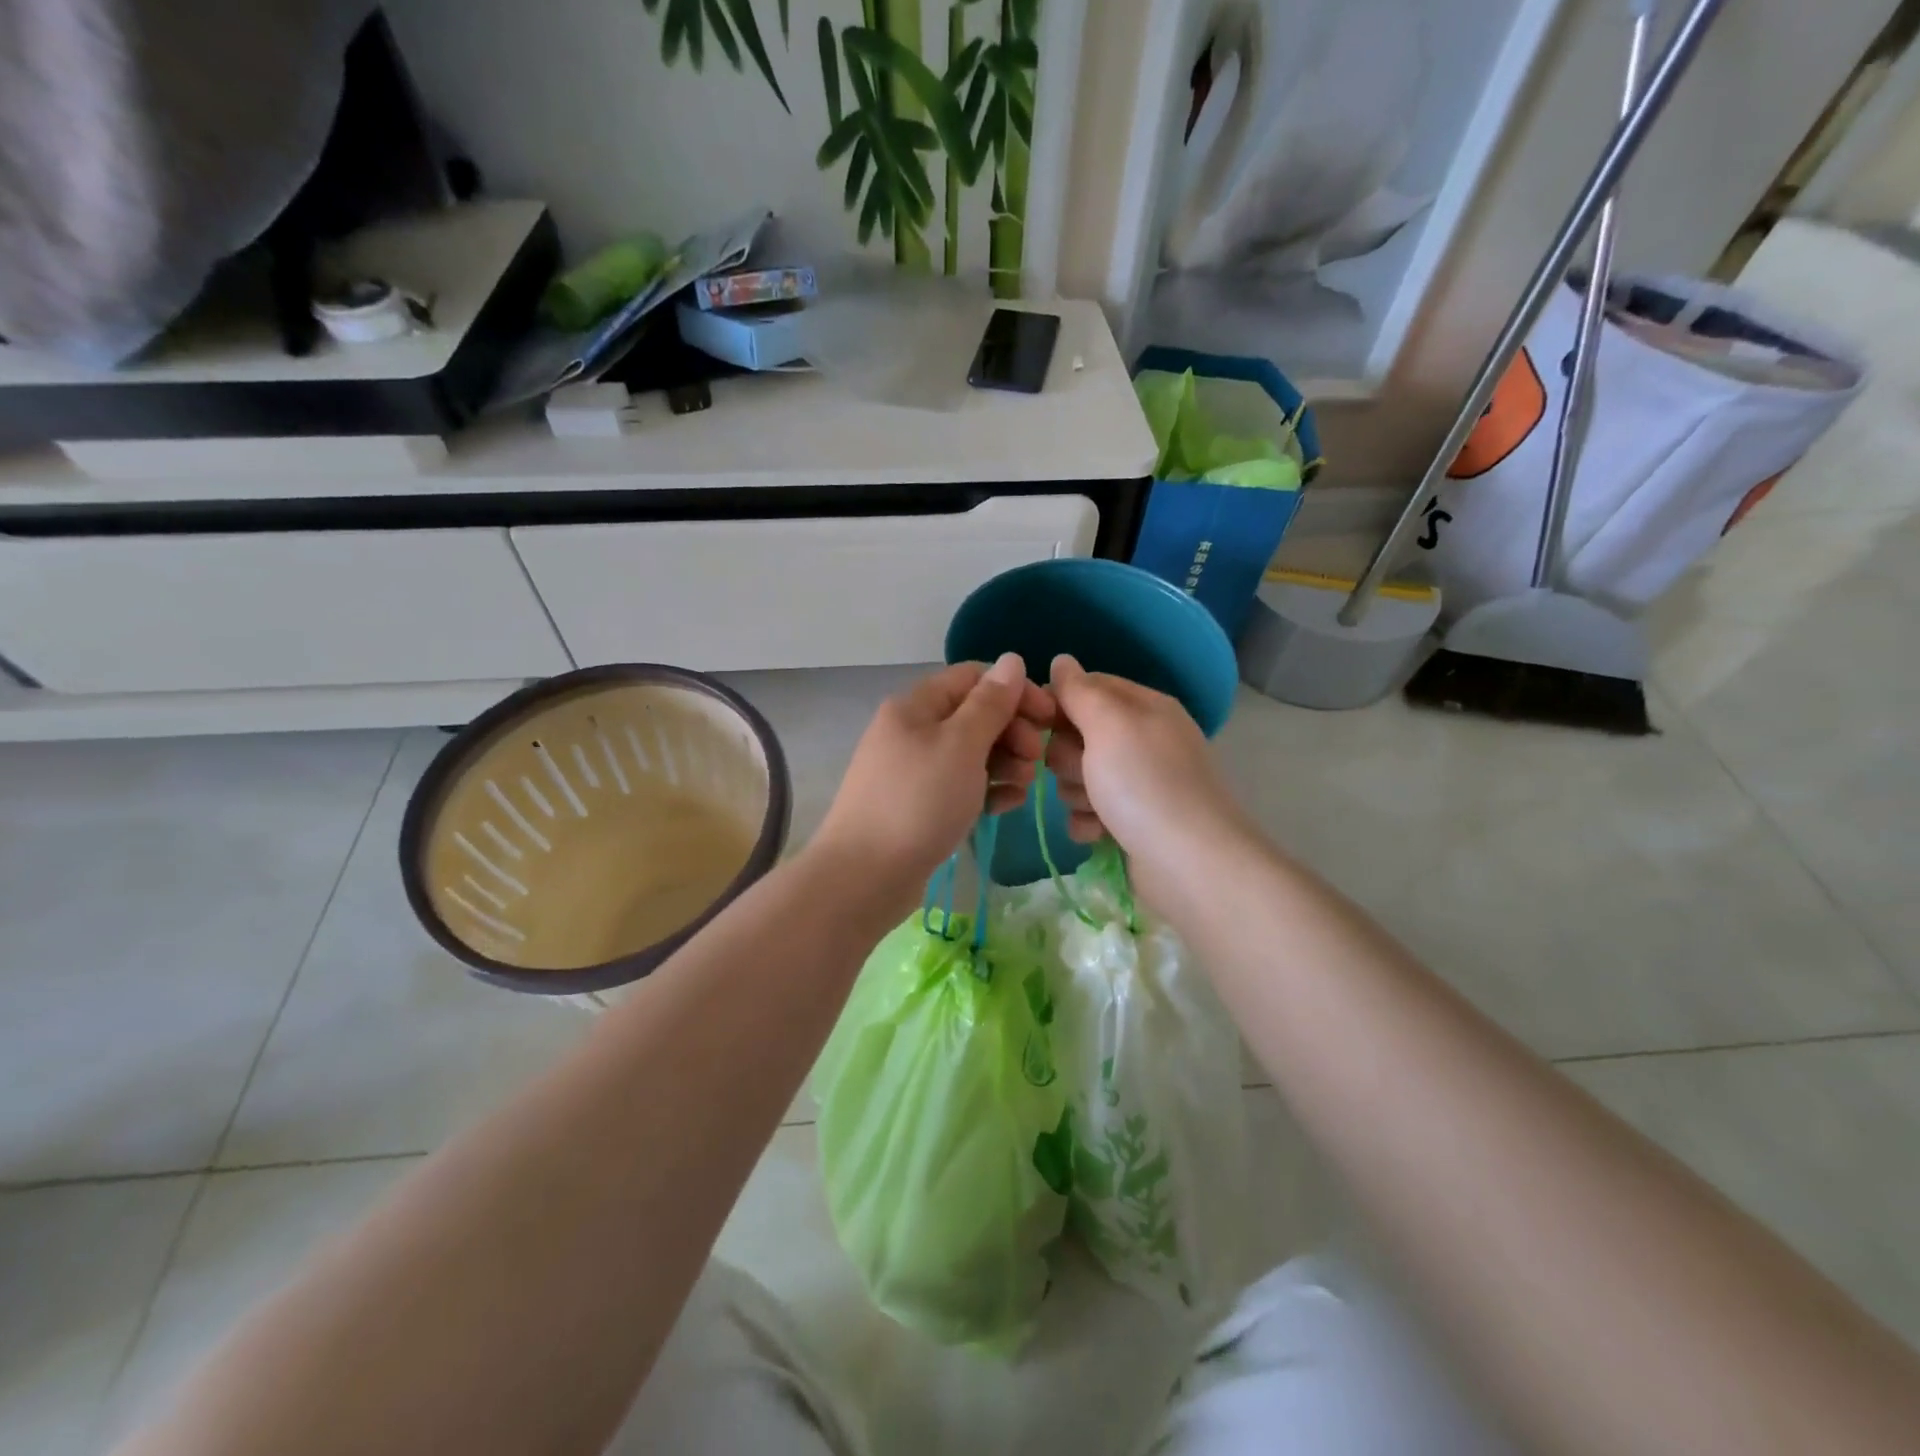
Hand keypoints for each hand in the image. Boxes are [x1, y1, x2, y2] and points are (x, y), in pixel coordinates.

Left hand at [811, 654, 1053, 911]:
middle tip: (1036, 759)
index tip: (1049, 718)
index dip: (1015, 691)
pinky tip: (1006, 806)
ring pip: (971, 752)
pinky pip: (961, 785)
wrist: (865, 876)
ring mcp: (914, 769)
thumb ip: (990, 703)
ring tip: (1022, 787)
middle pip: (974, 715)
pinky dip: (986, 790)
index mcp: (916, 705)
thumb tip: (1011, 660)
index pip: (973, 678)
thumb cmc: (918, 802)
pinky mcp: (919, 804)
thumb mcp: (961, 745)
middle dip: (1012, 731)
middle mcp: (912, 730)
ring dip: (1004, 762)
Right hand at [1045, 654, 1249, 897]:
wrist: (1189, 863)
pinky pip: (1089, 812)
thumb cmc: (1145, 783)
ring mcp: (1139, 784)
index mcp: (1144, 708)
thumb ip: (1080, 691)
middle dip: (1069, 756)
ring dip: (1077, 793)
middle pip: (1078, 734)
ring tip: (1096, 808)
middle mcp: (1143, 740)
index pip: (1088, 687)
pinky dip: (1088, 823)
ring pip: (1080, 776)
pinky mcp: (1132, 823)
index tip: (1040, 724)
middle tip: (1083, 772)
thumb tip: (1061, 660)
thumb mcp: (1109, 724)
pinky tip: (1097, 833)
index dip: (1060, 704)